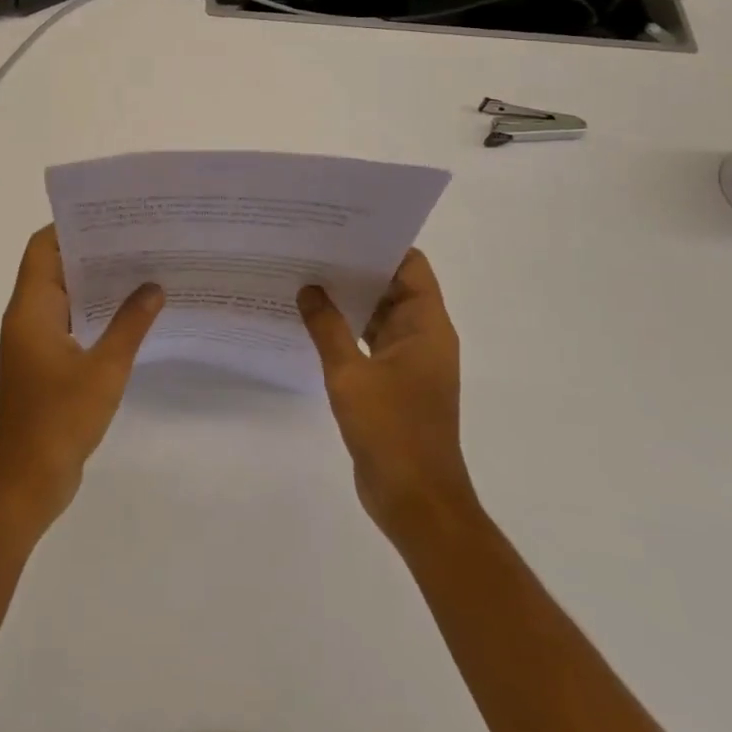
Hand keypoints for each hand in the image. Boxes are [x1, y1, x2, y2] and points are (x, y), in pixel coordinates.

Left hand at [0, 226, 163, 531]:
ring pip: (64, 296)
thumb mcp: (104, 370)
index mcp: (31, 309)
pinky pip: (70, 323)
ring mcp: (35, 342)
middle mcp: (28, 317)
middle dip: (93, 252)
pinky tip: (131, 314)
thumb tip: (153, 286)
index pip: (43, 248)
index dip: (71, 227)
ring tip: (142, 269)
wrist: (24, 484)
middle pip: (55, 267)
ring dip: (96, 284)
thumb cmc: (58, 420)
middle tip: (138, 239)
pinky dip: (94, 313)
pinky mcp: (45, 364)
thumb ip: (130, 324)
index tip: (110, 218)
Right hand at [297, 250, 479, 540]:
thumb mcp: (351, 375)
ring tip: (305, 277)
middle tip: (312, 248)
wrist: (415, 501)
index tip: (342, 229)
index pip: (410, 266)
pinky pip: (370, 343)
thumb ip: (327, 327)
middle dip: (355, 269)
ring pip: (379, 316)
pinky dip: (347, 331)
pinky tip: (312, 322)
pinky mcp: (394, 384)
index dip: (380, 245)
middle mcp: (423, 337)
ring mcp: (409, 362)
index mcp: (426, 326)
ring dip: (349, 301)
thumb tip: (309, 288)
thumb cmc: (391, 431)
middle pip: (392, 287)